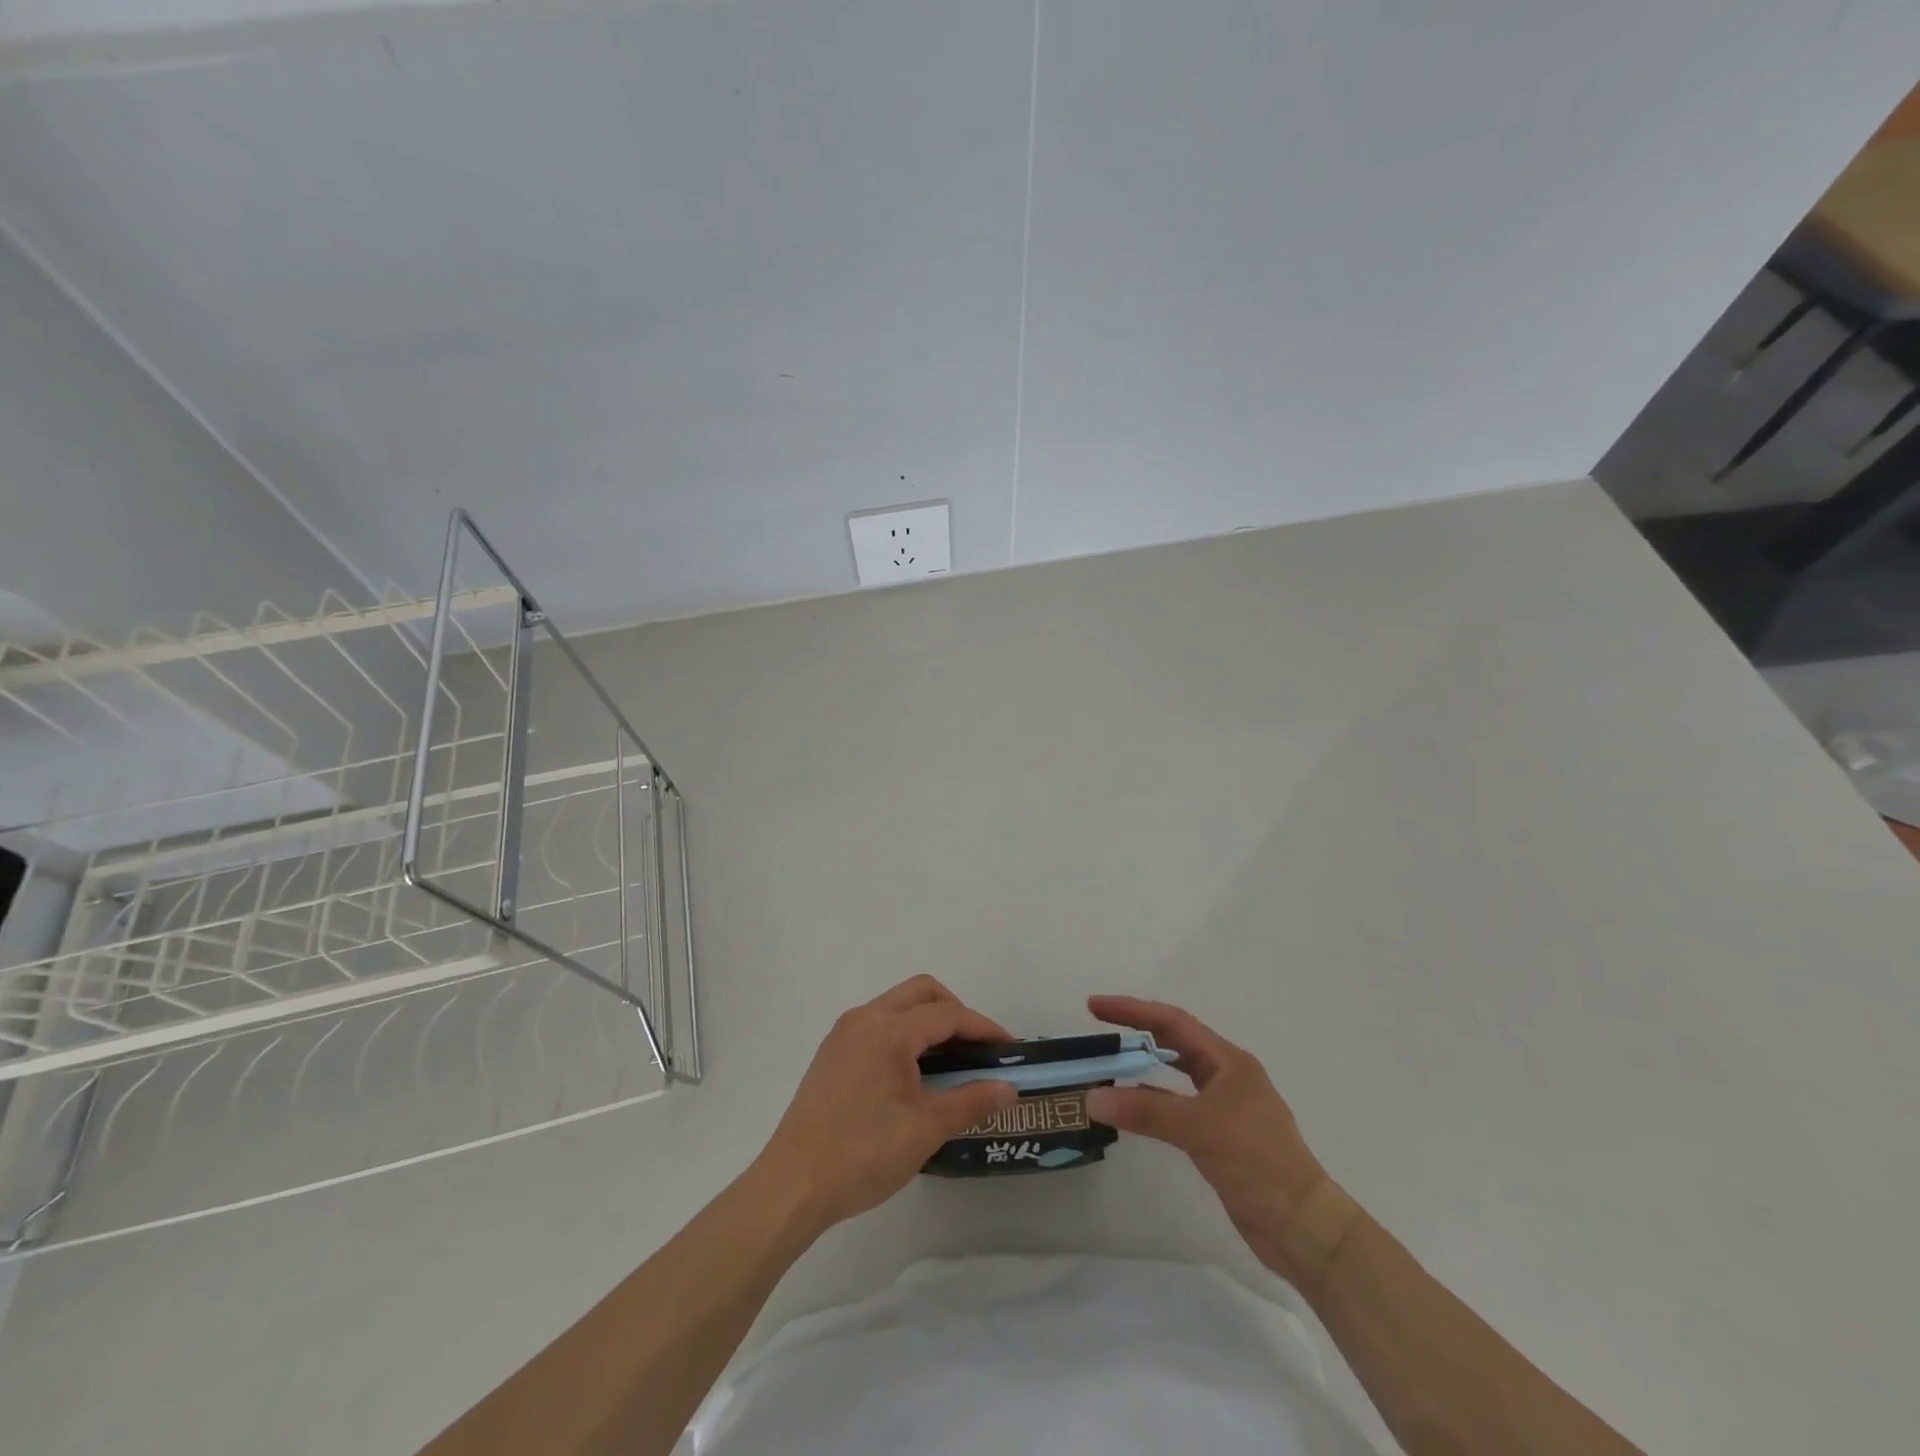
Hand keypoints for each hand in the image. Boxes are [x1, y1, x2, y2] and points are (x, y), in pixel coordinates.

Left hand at [757, 976, 1018, 1231]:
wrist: (793, 1184)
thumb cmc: (863, 1153)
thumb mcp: (926, 1129)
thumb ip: (971, 1101)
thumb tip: (1008, 1088)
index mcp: (889, 1030)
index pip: (947, 1014)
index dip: (982, 1027)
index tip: (1008, 1047)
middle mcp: (865, 1018)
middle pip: (921, 992)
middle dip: (955, 1011)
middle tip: (978, 1047)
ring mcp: (844, 1033)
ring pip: (897, 1004)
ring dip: (928, 1020)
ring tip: (951, 1059)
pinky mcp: (832, 1052)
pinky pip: (878, 1023)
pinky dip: (904, 1032)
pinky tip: (913, 1071)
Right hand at [1085, 995, 1348, 1286]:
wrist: (1302, 1227)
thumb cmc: (1256, 1161)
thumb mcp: (1198, 1128)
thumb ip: (1144, 1110)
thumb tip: (1092, 1097)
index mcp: (1229, 1061)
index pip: (1173, 1022)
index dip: (1133, 1010)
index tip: (1096, 1007)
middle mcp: (1228, 1077)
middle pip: (1175, 1042)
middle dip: (1137, 1031)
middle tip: (1098, 1027)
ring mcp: (1225, 1108)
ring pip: (1176, 1075)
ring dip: (1144, 1067)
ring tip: (1110, 1063)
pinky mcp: (1220, 1137)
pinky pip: (1178, 1106)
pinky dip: (1153, 1102)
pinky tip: (1131, 1109)